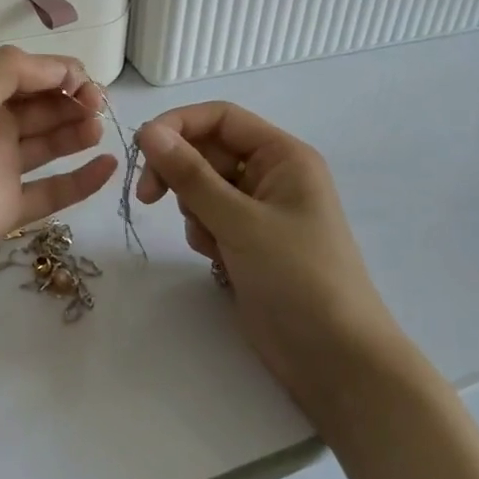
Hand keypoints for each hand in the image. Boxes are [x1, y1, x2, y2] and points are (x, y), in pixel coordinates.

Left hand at [0, 47, 117, 287]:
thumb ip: (9, 72)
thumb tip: (62, 66)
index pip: (29, 74)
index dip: (61, 73)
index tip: (87, 84)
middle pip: (44, 106)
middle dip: (74, 101)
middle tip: (98, 108)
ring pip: (51, 144)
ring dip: (78, 133)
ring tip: (98, 131)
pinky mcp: (5, 209)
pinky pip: (51, 192)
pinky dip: (80, 181)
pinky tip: (107, 168)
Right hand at [134, 102, 402, 412]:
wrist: (336, 361)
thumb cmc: (298, 278)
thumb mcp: (239, 221)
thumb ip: (190, 174)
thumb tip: (147, 131)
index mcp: (282, 155)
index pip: (220, 117)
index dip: (178, 125)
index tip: (142, 151)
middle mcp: (272, 174)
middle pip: (207, 150)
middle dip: (179, 172)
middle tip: (149, 198)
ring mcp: (260, 210)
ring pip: (203, 185)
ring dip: (193, 207)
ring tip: (210, 240)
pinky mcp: (249, 241)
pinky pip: (209, 216)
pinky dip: (203, 232)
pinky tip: (216, 258)